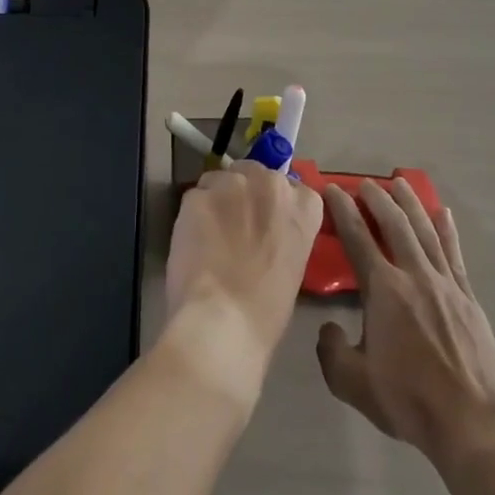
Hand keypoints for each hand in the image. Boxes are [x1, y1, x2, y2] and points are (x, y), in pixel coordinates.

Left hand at [163, 162, 323, 403]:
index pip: (291, 186)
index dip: (272, 202)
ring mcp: (232, 185)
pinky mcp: (197, 194)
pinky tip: (191, 242)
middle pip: (253, 173)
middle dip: (243, 193)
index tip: (264, 220)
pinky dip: (192, 215)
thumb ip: (283, 233)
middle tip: (234, 224)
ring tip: (208, 233)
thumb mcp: (293, 265)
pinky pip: (194, 197)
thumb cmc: (267, 310)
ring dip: (216, 199)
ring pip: (219, 179)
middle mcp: (271, 184)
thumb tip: (264, 229)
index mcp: (304, 205)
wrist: (224, 321)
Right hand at [316, 179, 494, 467]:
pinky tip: (444, 214)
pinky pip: (454, 254)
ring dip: (411, 204)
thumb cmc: (408, 400)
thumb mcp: (351, 382)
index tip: (332, 189)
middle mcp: (413, 276)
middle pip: (394, 225)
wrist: (472, 422)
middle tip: (364, 182)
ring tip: (400, 183)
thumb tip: (328, 327)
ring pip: (425, 231)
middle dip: (377, 199)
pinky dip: (447, 230)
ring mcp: (445, 284)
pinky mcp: (468, 298)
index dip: (342, 211)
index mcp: (383, 290)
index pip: (357, 239)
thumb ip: (330, 350)